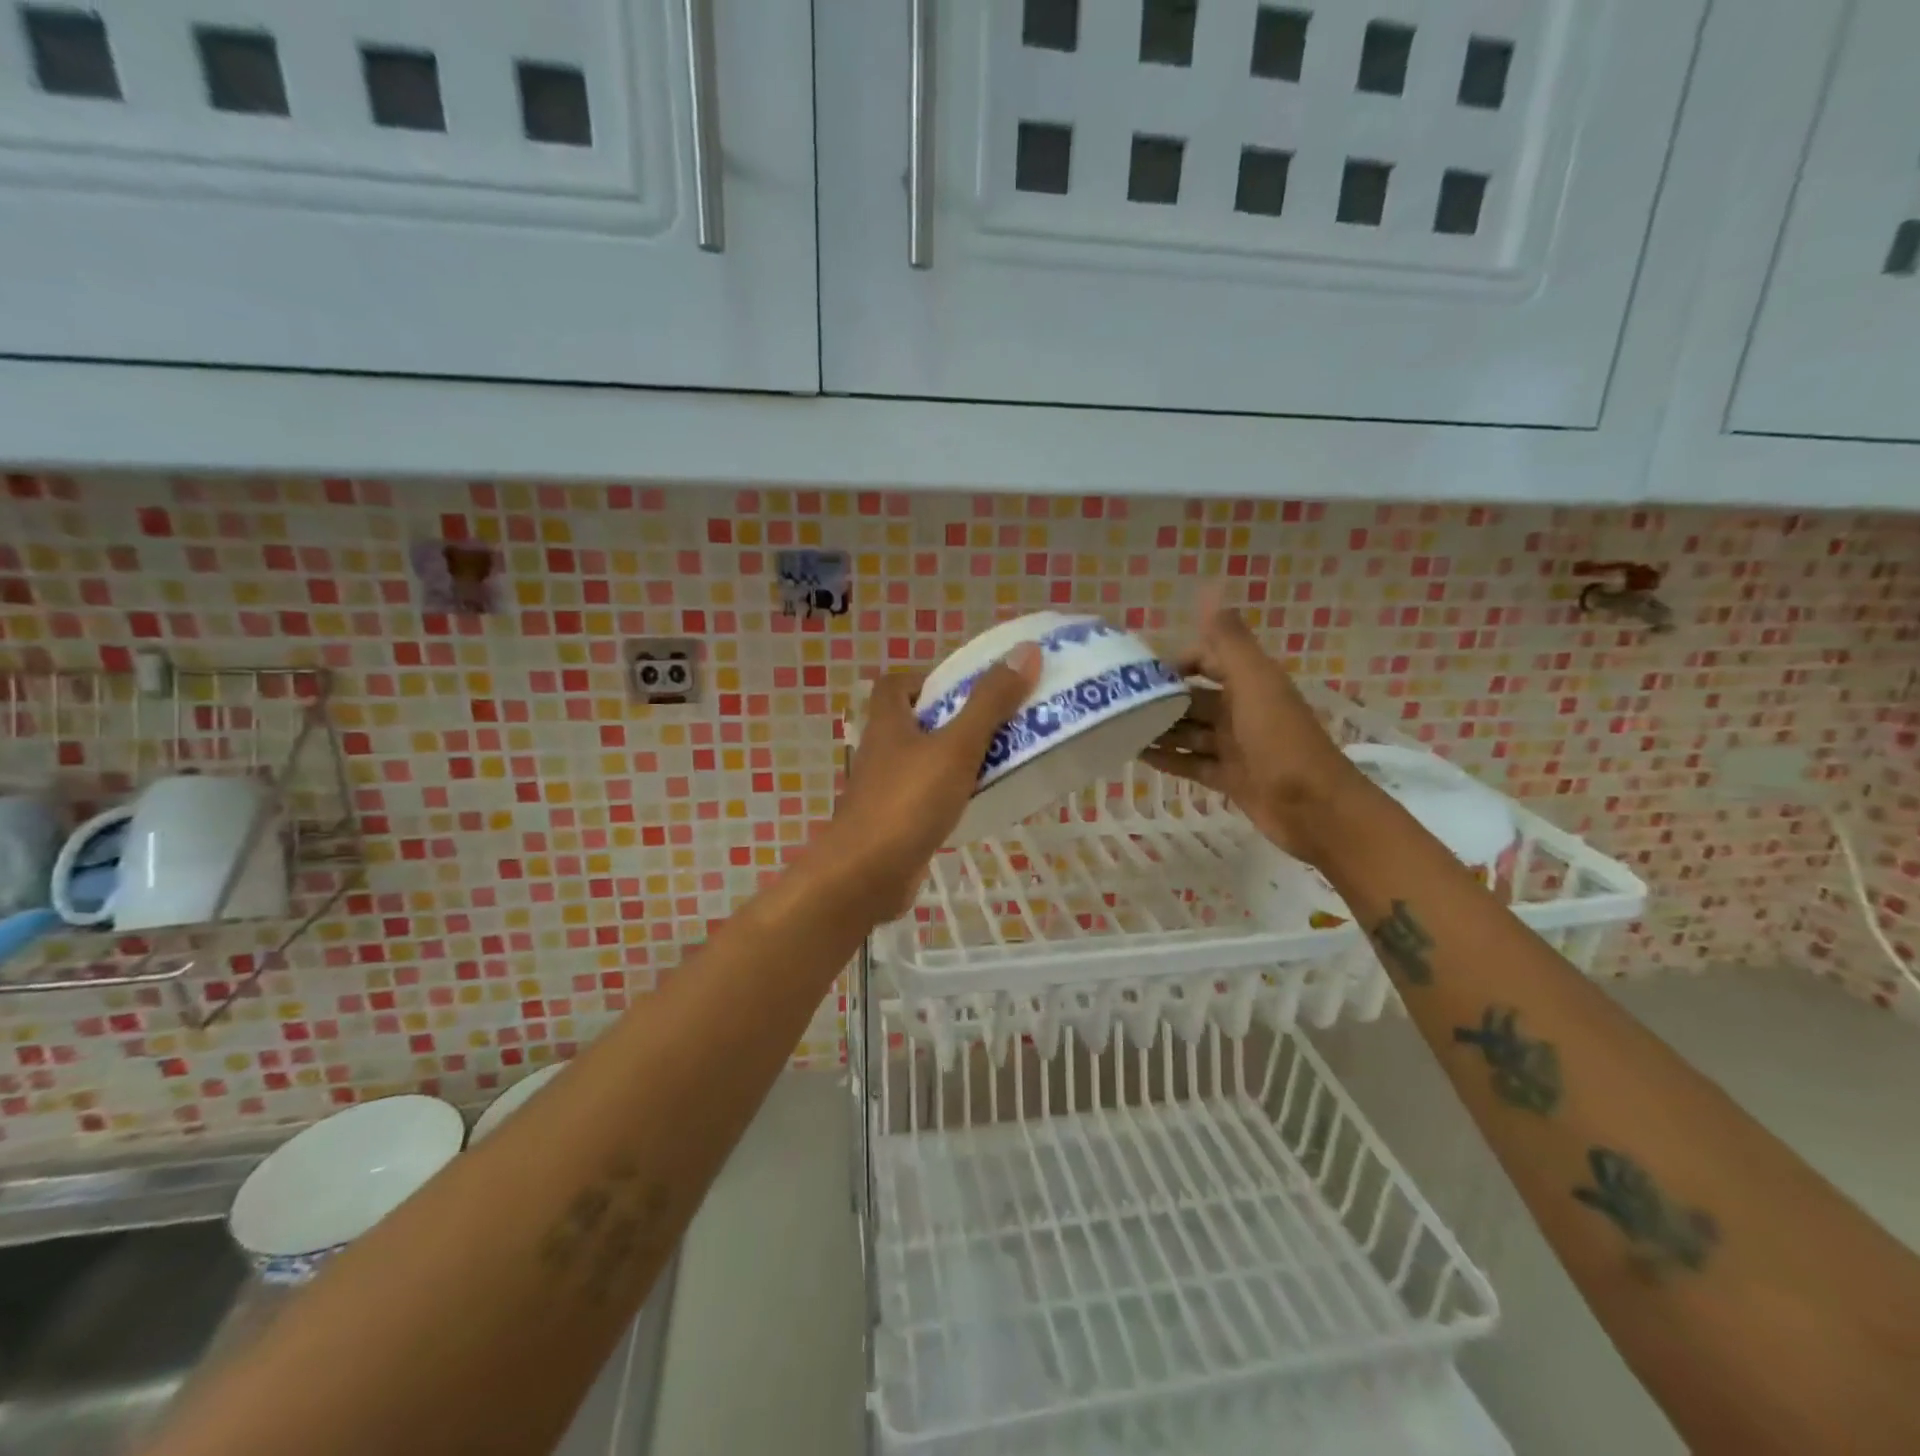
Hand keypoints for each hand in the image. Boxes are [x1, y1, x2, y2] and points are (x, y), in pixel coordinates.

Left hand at [825, 644, 1042, 913]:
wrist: (865, 876)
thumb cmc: (908, 802)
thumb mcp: (957, 747)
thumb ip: (990, 703)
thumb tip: (1025, 651)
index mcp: (888, 723)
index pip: (895, 684)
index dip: (926, 678)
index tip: (964, 687)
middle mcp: (881, 752)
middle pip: (913, 722)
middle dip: (952, 719)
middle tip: (997, 722)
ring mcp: (884, 790)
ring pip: (921, 762)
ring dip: (954, 758)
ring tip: (998, 760)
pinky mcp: (893, 823)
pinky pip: (924, 798)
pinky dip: (948, 795)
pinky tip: (977, 803)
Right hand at [1142, 602, 1372, 865]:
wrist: (1315, 809)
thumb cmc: (1281, 740)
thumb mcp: (1255, 684)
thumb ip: (1229, 642)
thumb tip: (1209, 590)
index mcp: (1251, 683)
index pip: (1209, 659)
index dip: (1179, 662)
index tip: (1142, 674)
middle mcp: (1242, 710)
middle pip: (1195, 699)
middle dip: (1162, 700)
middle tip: (1119, 705)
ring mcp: (1236, 747)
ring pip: (1190, 732)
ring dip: (1161, 730)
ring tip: (1119, 730)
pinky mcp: (1230, 778)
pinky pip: (1192, 763)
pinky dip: (1169, 759)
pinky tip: (1138, 757)